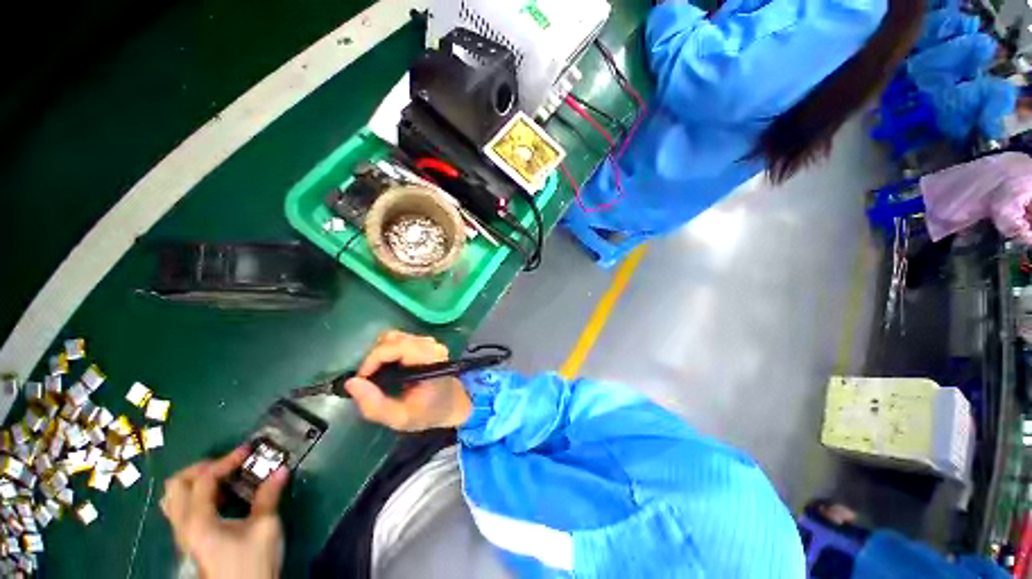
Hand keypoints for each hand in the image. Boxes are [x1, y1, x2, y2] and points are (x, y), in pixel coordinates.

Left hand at [161, 448, 287, 578]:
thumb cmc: (252, 561)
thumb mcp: (265, 527)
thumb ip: (268, 497)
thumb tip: (281, 469)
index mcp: (198, 521)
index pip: (204, 479)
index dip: (226, 460)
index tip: (248, 451)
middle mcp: (183, 525)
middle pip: (177, 484)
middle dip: (202, 468)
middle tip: (228, 464)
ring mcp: (183, 534)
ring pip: (174, 497)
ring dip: (196, 481)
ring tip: (222, 479)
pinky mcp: (190, 540)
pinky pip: (181, 509)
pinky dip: (196, 495)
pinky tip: (219, 498)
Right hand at [345, 330, 471, 431]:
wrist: (452, 404)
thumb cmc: (428, 412)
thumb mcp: (400, 418)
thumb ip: (374, 405)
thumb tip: (352, 383)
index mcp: (430, 359)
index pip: (396, 346)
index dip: (374, 359)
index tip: (362, 379)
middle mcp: (431, 345)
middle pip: (393, 339)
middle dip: (375, 357)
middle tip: (370, 380)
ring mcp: (429, 342)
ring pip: (395, 337)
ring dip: (381, 354)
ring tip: (380, 375)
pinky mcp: (426, 343)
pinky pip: (400, 340)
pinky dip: (388, 352)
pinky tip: (390, 369)